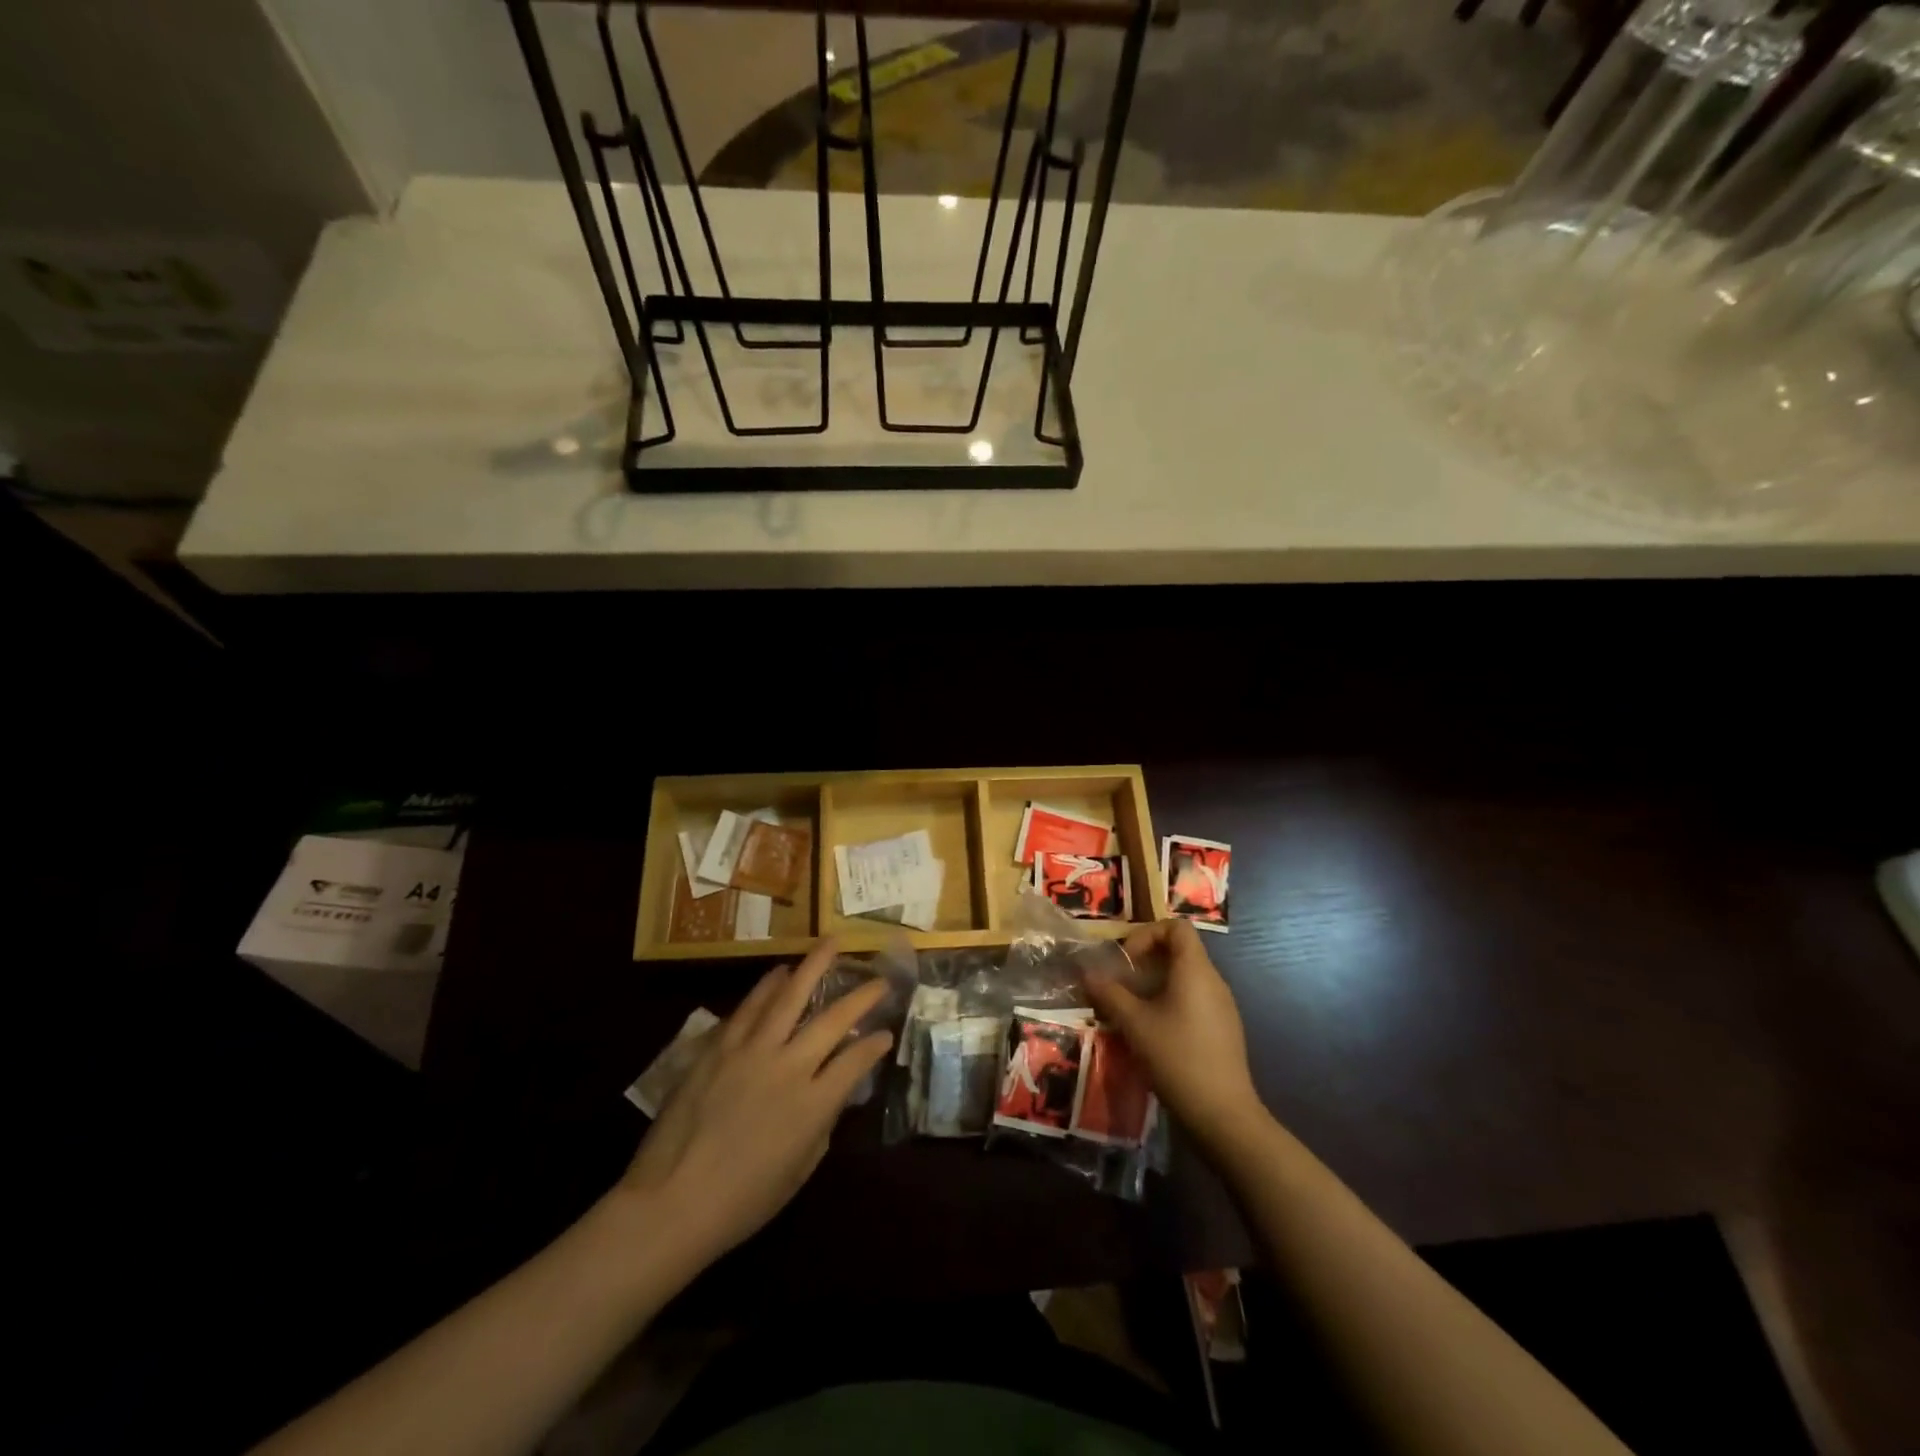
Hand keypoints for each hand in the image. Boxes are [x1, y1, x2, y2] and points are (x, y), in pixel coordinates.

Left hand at [621, 940, 892, 1261]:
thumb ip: (820, 1127)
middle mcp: (788, 1068)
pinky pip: (748, 1008)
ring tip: (829, 944)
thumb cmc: (740, 1203)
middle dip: (861, 995)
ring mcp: (751, 1052)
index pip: (856, 1061)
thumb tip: (829, 1095)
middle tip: (878, 977)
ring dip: (812, 967)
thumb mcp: (798, 1172)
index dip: (875, 1044)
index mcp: (813, 1105)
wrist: (670, 1203)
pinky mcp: (718, 1047)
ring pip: (789, 997)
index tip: (886, 1033)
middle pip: (832, 1019)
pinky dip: (767, 987)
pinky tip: (779, 973)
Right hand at [1086, 918, 1263, 1149]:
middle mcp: (1213, 981)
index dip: (1147, 934)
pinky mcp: (1223, 1030)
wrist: (1223, 1115)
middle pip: (1180, 951)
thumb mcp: (1134, 1024)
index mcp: (1195, 970)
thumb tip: (1086, 973)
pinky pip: (1193, 1000)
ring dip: (1155, 984)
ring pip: (1185, 978)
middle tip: (1121, 982)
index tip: (1126, 960)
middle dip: (1145, 961)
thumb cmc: (1177, 1058)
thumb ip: (1109, 994)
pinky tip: (1152, 1032)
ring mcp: (1222, 1007)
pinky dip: (1169, 1003)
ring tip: (1130, 1009)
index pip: (1176, 927)